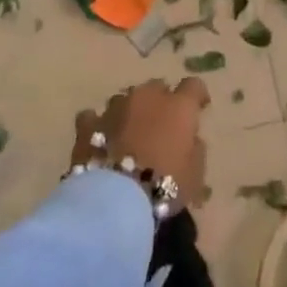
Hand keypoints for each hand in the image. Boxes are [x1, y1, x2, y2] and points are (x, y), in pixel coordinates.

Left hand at [74, 78, 209, 210]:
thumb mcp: (196, 173)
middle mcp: (147, 98)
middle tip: (162, 124)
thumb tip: (188, 139)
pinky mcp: (87, 125)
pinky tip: (100, 137)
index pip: (193, 86)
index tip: (199, 108)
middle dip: (161, 101)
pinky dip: (99, 124)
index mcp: (178, 106)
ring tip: (130, 133)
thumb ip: (194, 148)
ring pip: (125, 99)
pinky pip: (94, 117)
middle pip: (156, 87)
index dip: (197, 96)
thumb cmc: (165, 184)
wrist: (114, 200)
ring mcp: (114, 108)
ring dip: (131, 111)